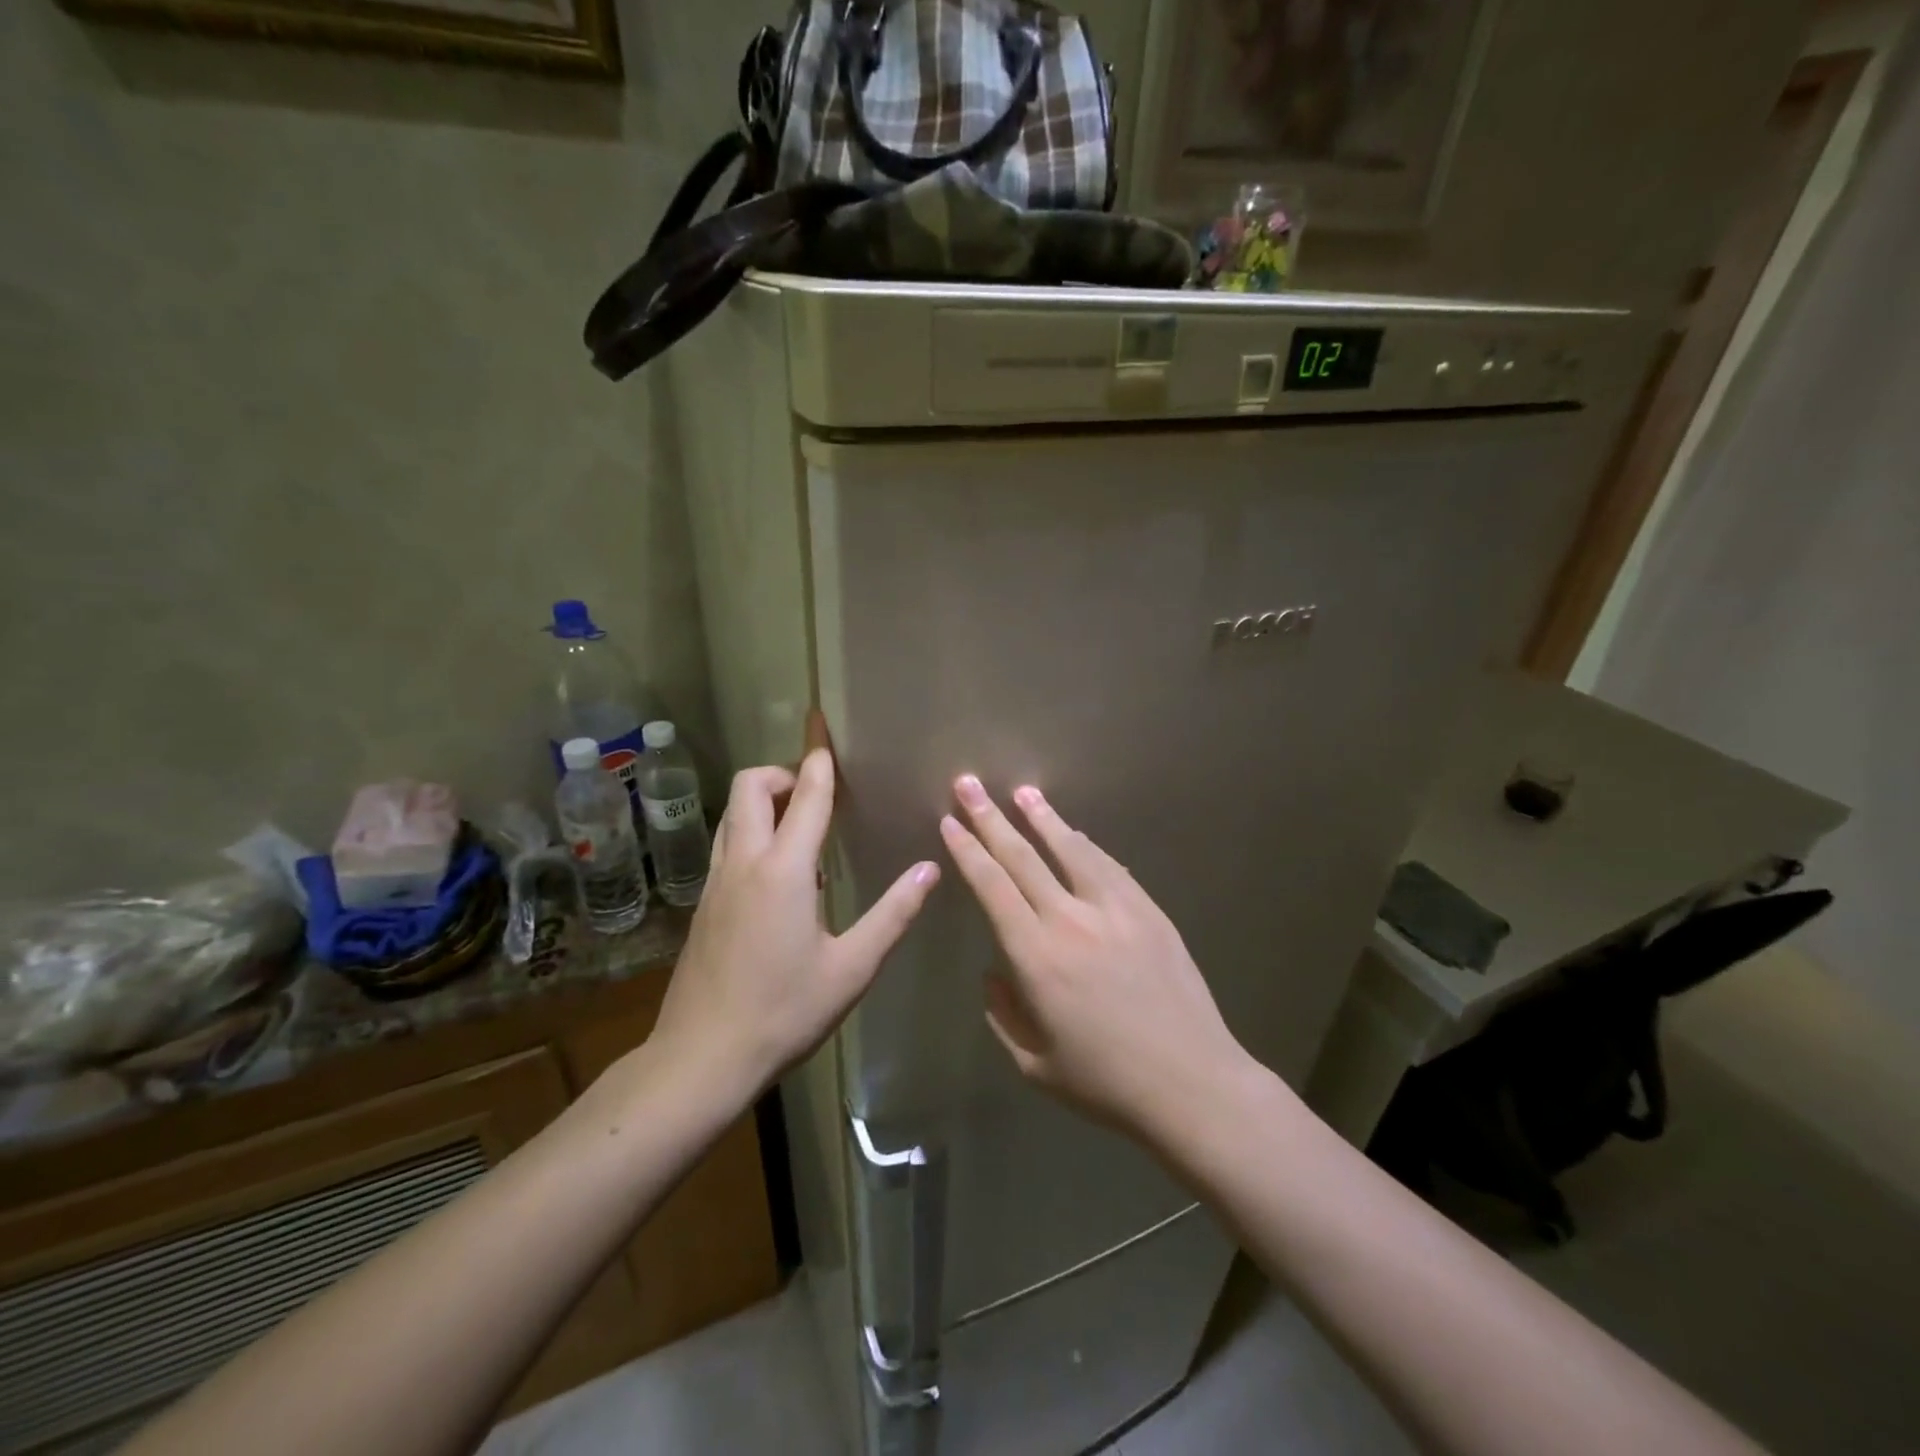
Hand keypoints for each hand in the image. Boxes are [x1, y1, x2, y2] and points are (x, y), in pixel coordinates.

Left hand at [650, 750, 938, 1104]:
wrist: (701, 1059)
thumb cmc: (784, 1012)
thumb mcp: (852, 967)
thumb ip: (894, 913)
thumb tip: (930, 867)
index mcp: (784, 869)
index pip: (806, 794)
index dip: (819, 758)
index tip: (825, 727)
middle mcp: (744, 861)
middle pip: (751, 786)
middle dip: (783, 773)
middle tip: (818, 793)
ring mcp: (716, 881)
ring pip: (732, 813)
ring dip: (763, 801)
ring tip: (802, 829)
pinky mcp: (703, 903)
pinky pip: (728, 844)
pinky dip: (752, 833)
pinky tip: (781, 879)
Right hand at [939, 776, 1248, 1138]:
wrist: (1192, 1084)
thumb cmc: (1106, 1083)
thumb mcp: (1034, 1064)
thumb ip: (1003, 1014)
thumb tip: (994, 972)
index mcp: (1035, 957)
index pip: (992, 887)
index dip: (968, 851)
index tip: (950, 823)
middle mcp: (1070, 920)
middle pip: (1023, 856)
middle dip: (990, 818)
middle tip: (969, 783)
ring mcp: (1115, 910)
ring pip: (1070, 849)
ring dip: (1042, 817)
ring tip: (1022, 791)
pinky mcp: (1148, 911)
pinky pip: (1110, 866)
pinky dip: (1086, 844)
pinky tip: (1074, 832)